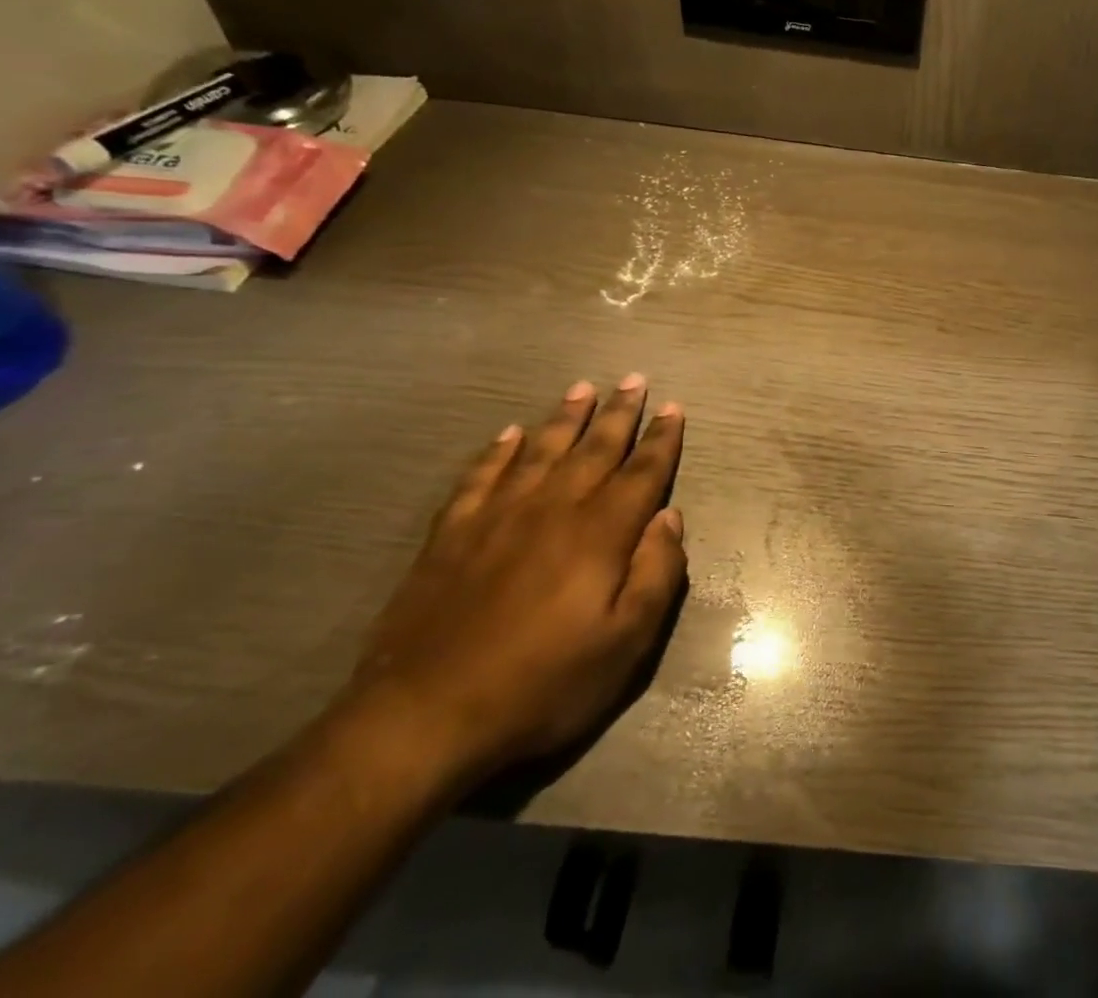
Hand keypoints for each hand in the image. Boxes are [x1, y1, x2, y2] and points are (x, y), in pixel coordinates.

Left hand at [335, 377, 687, 790]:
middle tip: (634, 378)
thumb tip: (670, 517)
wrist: (422, 718)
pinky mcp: (451, 534)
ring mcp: (497, 516)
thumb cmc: (541, 685)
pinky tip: (509, 433)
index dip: (662, 439)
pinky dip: (498, 451)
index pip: (642, 472)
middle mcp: (553, 509)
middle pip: (595, 448)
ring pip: (541, 450)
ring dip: (565, 417)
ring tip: (582, 387)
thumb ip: (657, 574)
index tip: (674, 407)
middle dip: (620, 412)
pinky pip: (481, 476)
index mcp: (600, 534)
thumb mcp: (624, 644)